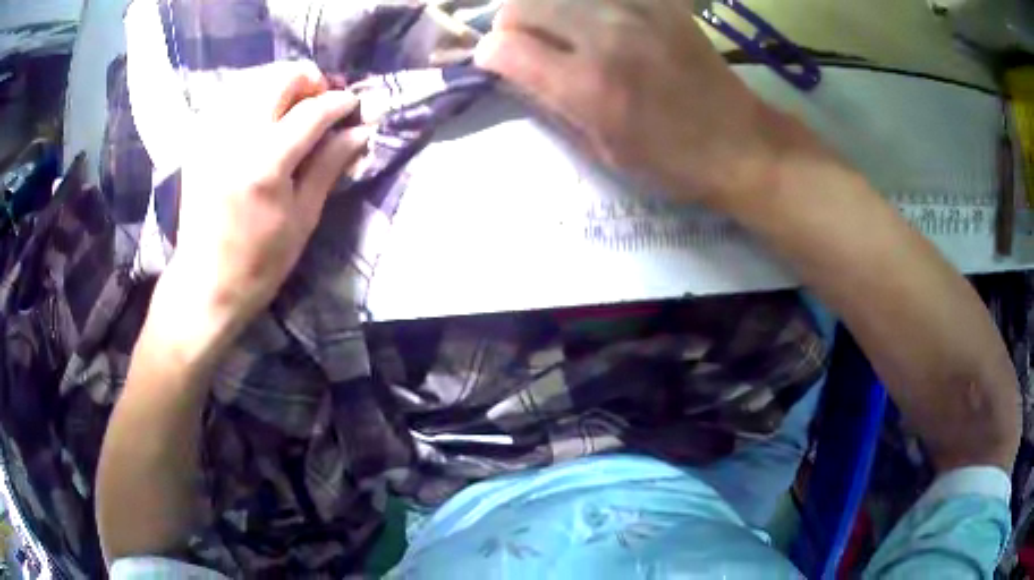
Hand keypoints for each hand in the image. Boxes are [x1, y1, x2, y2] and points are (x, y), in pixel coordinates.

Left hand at [161, 60, 368, 349]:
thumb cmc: (260, 263)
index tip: (354, 104)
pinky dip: (255, 98)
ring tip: (293, 110)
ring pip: (254, 80)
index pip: (312, 110)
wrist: (205, 284)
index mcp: (266, 163)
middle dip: (309, 81)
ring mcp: (212, 136)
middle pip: (279, 78)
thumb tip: (360, 130)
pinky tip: (263, 120)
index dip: (339, 102)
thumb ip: (329, 165)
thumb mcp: (303, 218)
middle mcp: (235, 138)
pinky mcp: (199, 141)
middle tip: (320, 102)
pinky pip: (232, 98)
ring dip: (281, 86)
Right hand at [474, 0, 815, 202]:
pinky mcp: (660, 2)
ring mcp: (636, 11)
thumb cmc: (671, 161)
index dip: (489, 56)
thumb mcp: (601, 149)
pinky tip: (598, 21)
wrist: (740, 143)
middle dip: (510, 25)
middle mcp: (606, 36)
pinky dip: (586, 5)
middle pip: (522, 4)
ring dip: (546, 9)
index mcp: (588, 85)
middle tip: (526, 44)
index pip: (504, 47)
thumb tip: (510, 71)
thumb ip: (549, 103)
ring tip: (560, 30)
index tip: (496, 65)